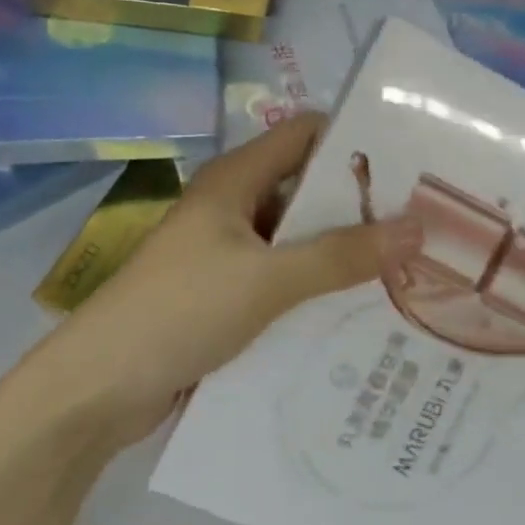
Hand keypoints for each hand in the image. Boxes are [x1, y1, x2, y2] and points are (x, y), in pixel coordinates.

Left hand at [50, 113, 419, 446]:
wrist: (99, 389)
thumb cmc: (180, 311)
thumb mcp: (267, 280)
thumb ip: (341, 255)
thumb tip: (417, 228)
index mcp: (235, 180)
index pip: (305, 134)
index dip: (355, 141)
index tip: (411, 165)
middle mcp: (233, 208)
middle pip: (307, 190)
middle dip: (361, 206)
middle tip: (425, 225)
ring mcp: (228, 255)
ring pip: (298, 241)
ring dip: (343, 253)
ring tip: (410, 269)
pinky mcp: (226, 297)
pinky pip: (284, 282)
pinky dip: (318, 290)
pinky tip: (362, 310)